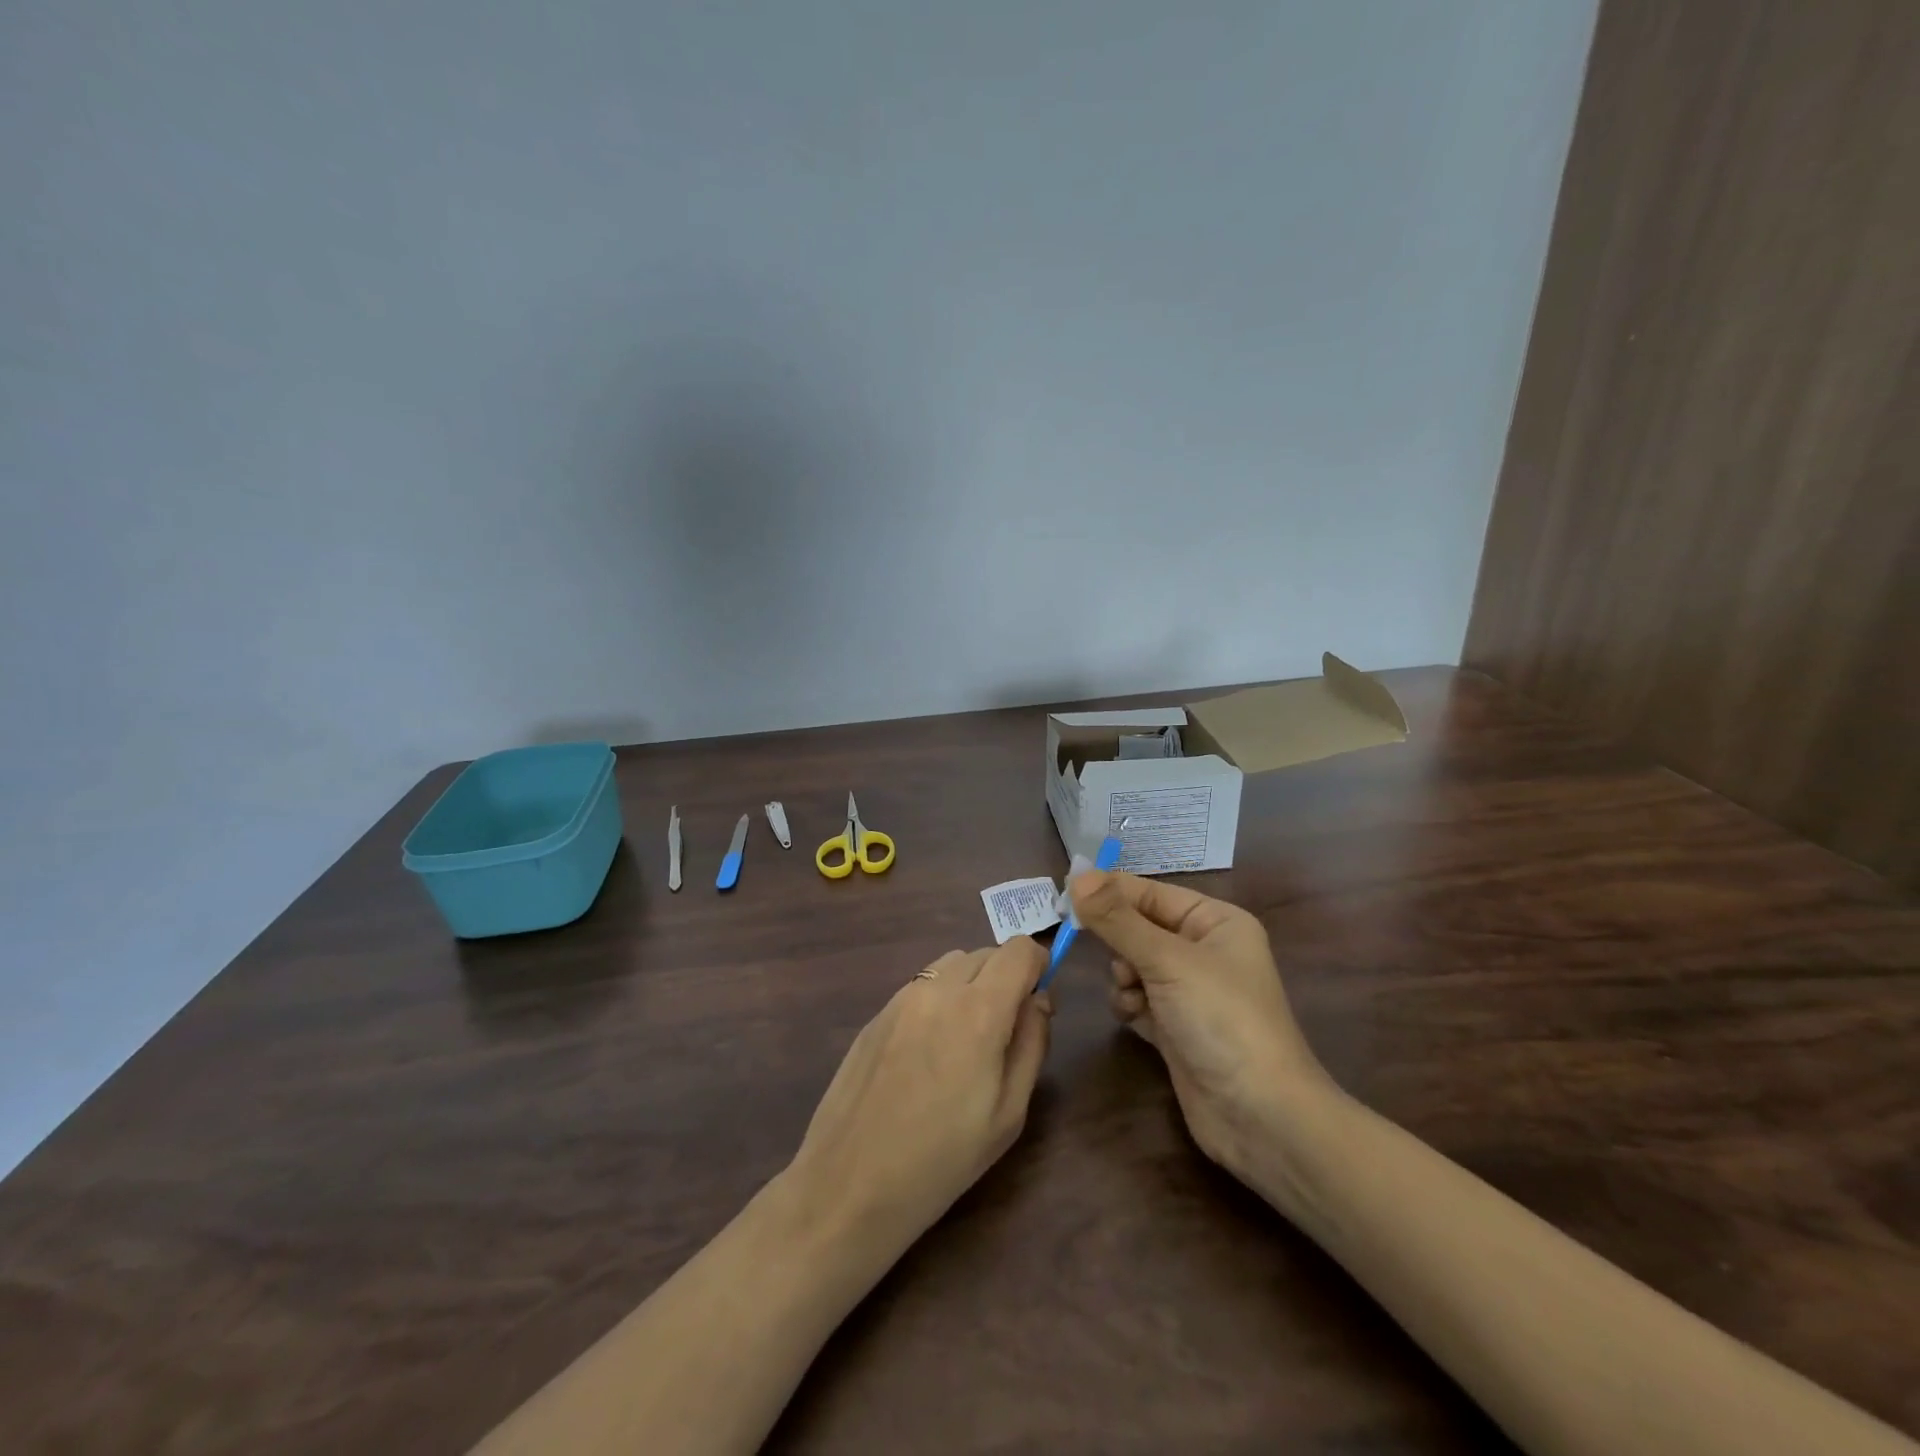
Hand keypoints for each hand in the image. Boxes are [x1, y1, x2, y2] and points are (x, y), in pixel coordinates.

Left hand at [785, 939, 1053, 1254]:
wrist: (849, 1184)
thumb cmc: (942, 1160)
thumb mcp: (1008, 1114)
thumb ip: (1031, 1044)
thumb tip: (1039, 1000)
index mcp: (978, 1010)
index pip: (1019, 949)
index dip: (1037, 966)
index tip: (1037, 1003)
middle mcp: (938, 988)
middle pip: (986, 953)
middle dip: (1006, 978)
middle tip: (1005, 1032)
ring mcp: (901, 997)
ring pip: (951, 963)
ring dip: (971, 984)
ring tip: (966, 1041)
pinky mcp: (877, 1012)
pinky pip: (922, 986)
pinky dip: (940, 999)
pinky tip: (928, 1053)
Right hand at [1069, 870, 1332, 1178]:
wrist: (1261, 1116)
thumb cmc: (1221, 1020)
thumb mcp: (1167, 960)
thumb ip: (1117, 919)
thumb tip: (1077, 875)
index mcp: (1215, 921)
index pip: (1150, 893)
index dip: (1109, 892)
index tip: (1064, 893)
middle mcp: (1204, 950)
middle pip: (1139, 928)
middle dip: (1118, 941)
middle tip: (1090, 944)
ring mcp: (1190, 991)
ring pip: (1133, 964)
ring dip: (1123, 977)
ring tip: (1133, 995)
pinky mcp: (1176, 1027)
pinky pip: (1137, 999)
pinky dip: (1129, 1005)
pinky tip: (1135, 1019)